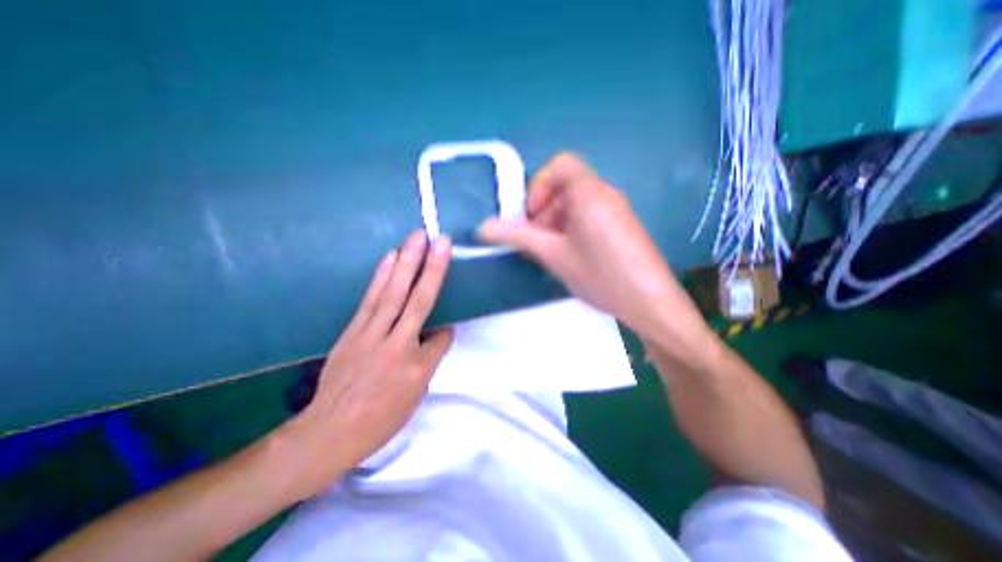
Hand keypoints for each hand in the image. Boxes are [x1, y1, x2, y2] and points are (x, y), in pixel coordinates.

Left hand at [278, 231, 456, 498]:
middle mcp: (397, 345)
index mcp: (417, 367)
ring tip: (416, 238)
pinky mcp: (353, 330)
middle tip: (441, 240)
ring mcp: (371, 334)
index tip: (445, 332)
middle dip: (432, 268)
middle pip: (419, 301)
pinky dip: (381, 276)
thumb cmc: (380, 419)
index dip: (445, 333)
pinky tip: (390, 258)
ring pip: (393, 293)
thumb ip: (429, 360)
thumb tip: (439, 333)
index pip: (441, 339)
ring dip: (407, 263)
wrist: (329, 432)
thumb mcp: (415, 396)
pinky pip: (370, 299)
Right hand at [479, 153, 698, 343]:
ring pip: (575, 203)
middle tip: (539, 241)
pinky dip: (572, 229)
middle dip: (544, 211)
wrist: (649, 302)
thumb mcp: (553, 255)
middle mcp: (605, 193)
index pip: (560, 165)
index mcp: (589, 192)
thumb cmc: (600, 274)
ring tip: (554, 253)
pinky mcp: (620, 225)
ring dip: (556, 223)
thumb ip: (517, 237)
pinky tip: (572, 256)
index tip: (532, 216)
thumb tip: (483, 227)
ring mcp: (615, 209)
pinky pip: (589, 216)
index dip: (539, 186)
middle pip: (565, 186)